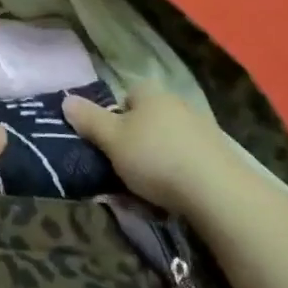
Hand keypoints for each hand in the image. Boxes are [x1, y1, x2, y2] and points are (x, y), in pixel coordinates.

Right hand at [63, 80, 232, 214]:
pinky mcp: (221, 155)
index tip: (111, 144)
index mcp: (150, 93)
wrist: (218, 192)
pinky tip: (176, 194)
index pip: (127, 96)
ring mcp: (203, 128)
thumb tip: (66, 99)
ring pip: (169, 140)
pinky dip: (181, 173)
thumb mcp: (111, 140)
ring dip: (159, 158)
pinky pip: (190, 159)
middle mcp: (177, 103)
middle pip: (149, 119)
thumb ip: (88, 120)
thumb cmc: (155, 158)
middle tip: (126, 167)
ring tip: (150, 188)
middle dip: (138, 140)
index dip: (116, 118)